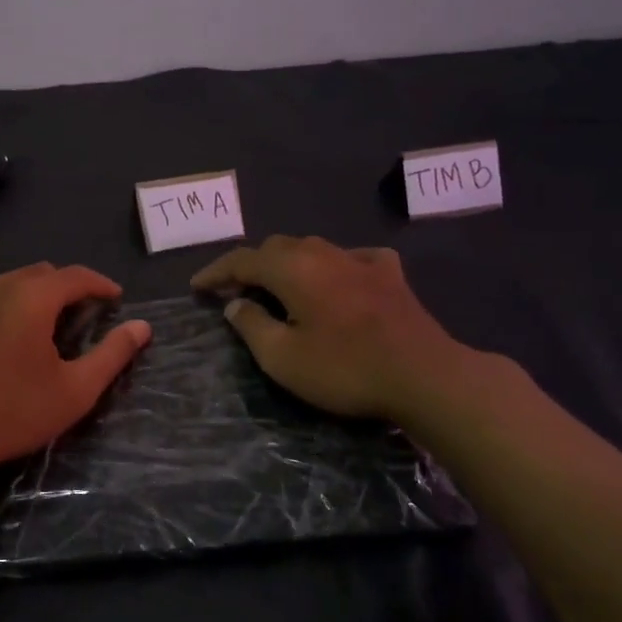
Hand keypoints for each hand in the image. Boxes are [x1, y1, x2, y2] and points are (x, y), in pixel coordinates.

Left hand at [0, 263, 152, 473]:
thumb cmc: (12, 413)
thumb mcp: (75, 390)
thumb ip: (112, 354)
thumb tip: (142, 327)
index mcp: (31, 298)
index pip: (76, 276)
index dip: (101, 284)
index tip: (116, 300)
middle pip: (41, 274)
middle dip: (67, 288)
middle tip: (82, 317)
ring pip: (8, 283)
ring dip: (33, 296)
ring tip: (43, 328)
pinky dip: (2, 308)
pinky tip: (2, 341)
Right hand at [190, 236, 463, 419]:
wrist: (424, 374)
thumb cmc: (345, 368)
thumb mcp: (284, 358)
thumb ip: (252, 326)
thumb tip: (235, 304)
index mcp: (292, 269)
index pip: (242, 260)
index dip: (216, 272)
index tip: (197, 287)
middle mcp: (323, 253)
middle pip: (276, 248)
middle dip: (250, 266)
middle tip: (235, 291)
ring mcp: (360, 260)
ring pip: (313, 248)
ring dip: (288, 263)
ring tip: (278, 286)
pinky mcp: (389, 274)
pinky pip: (351, 258)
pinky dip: (332, 266)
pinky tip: (337, 279)